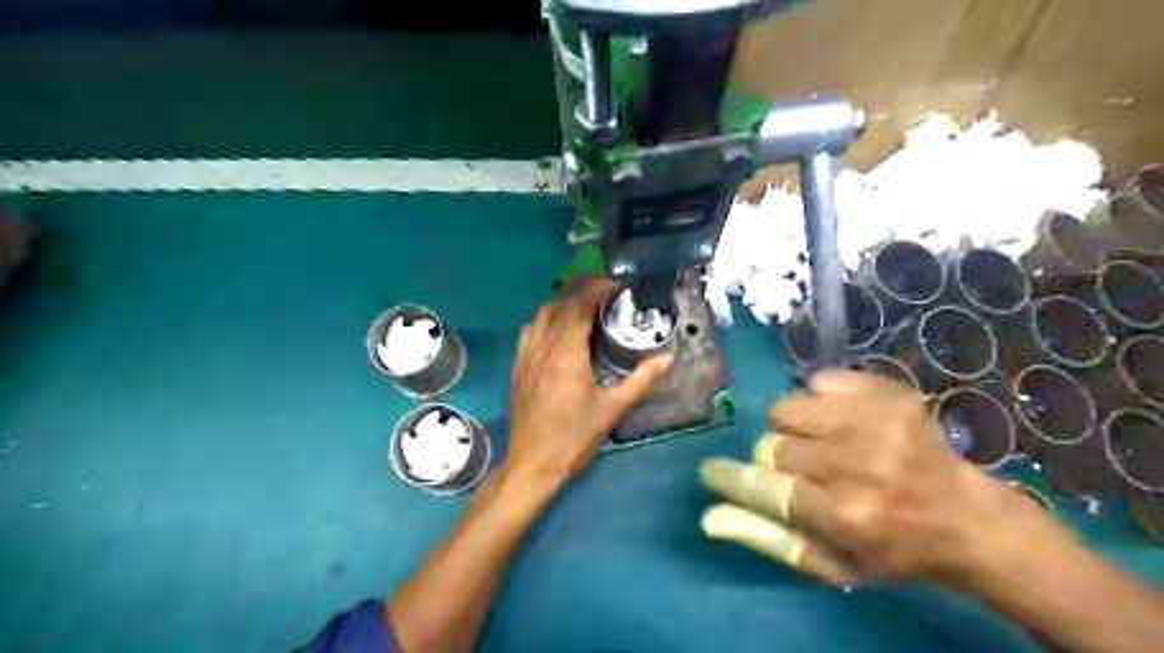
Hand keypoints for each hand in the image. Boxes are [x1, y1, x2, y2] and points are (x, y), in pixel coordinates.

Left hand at [504, 278, 673, 490]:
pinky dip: (548, 316)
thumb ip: (641, 380)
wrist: (532, 463)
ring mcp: (526, 353)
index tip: (620, 286)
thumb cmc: (574, 437)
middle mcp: (542, 345)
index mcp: (565, 352)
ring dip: (564, 299)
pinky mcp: (518, 364)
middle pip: (559, 301)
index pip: (579, 304)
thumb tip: (667, 358)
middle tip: (608, 288)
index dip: (599, 288)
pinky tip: (561, 326)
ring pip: (542, 312)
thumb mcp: (612, 409)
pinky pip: (531, 328)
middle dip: (582, 287)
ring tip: (587, 301)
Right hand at [698, 371, 1060, 588]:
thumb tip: (709, 516)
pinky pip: (818, 380)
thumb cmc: (891, 549)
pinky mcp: (890, 393)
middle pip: (773, 444)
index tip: (712, 471)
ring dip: (794, 428)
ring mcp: (878, 421)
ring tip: (823, 443)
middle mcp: (861, 464)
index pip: (763, 486)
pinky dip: (820, 401)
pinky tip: (844, 421)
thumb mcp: (830, 563)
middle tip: (805, 472)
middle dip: (777, 460)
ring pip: (788, 408)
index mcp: (846, 515)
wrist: (967, 517)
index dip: (730, 477)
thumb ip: (768, 538)